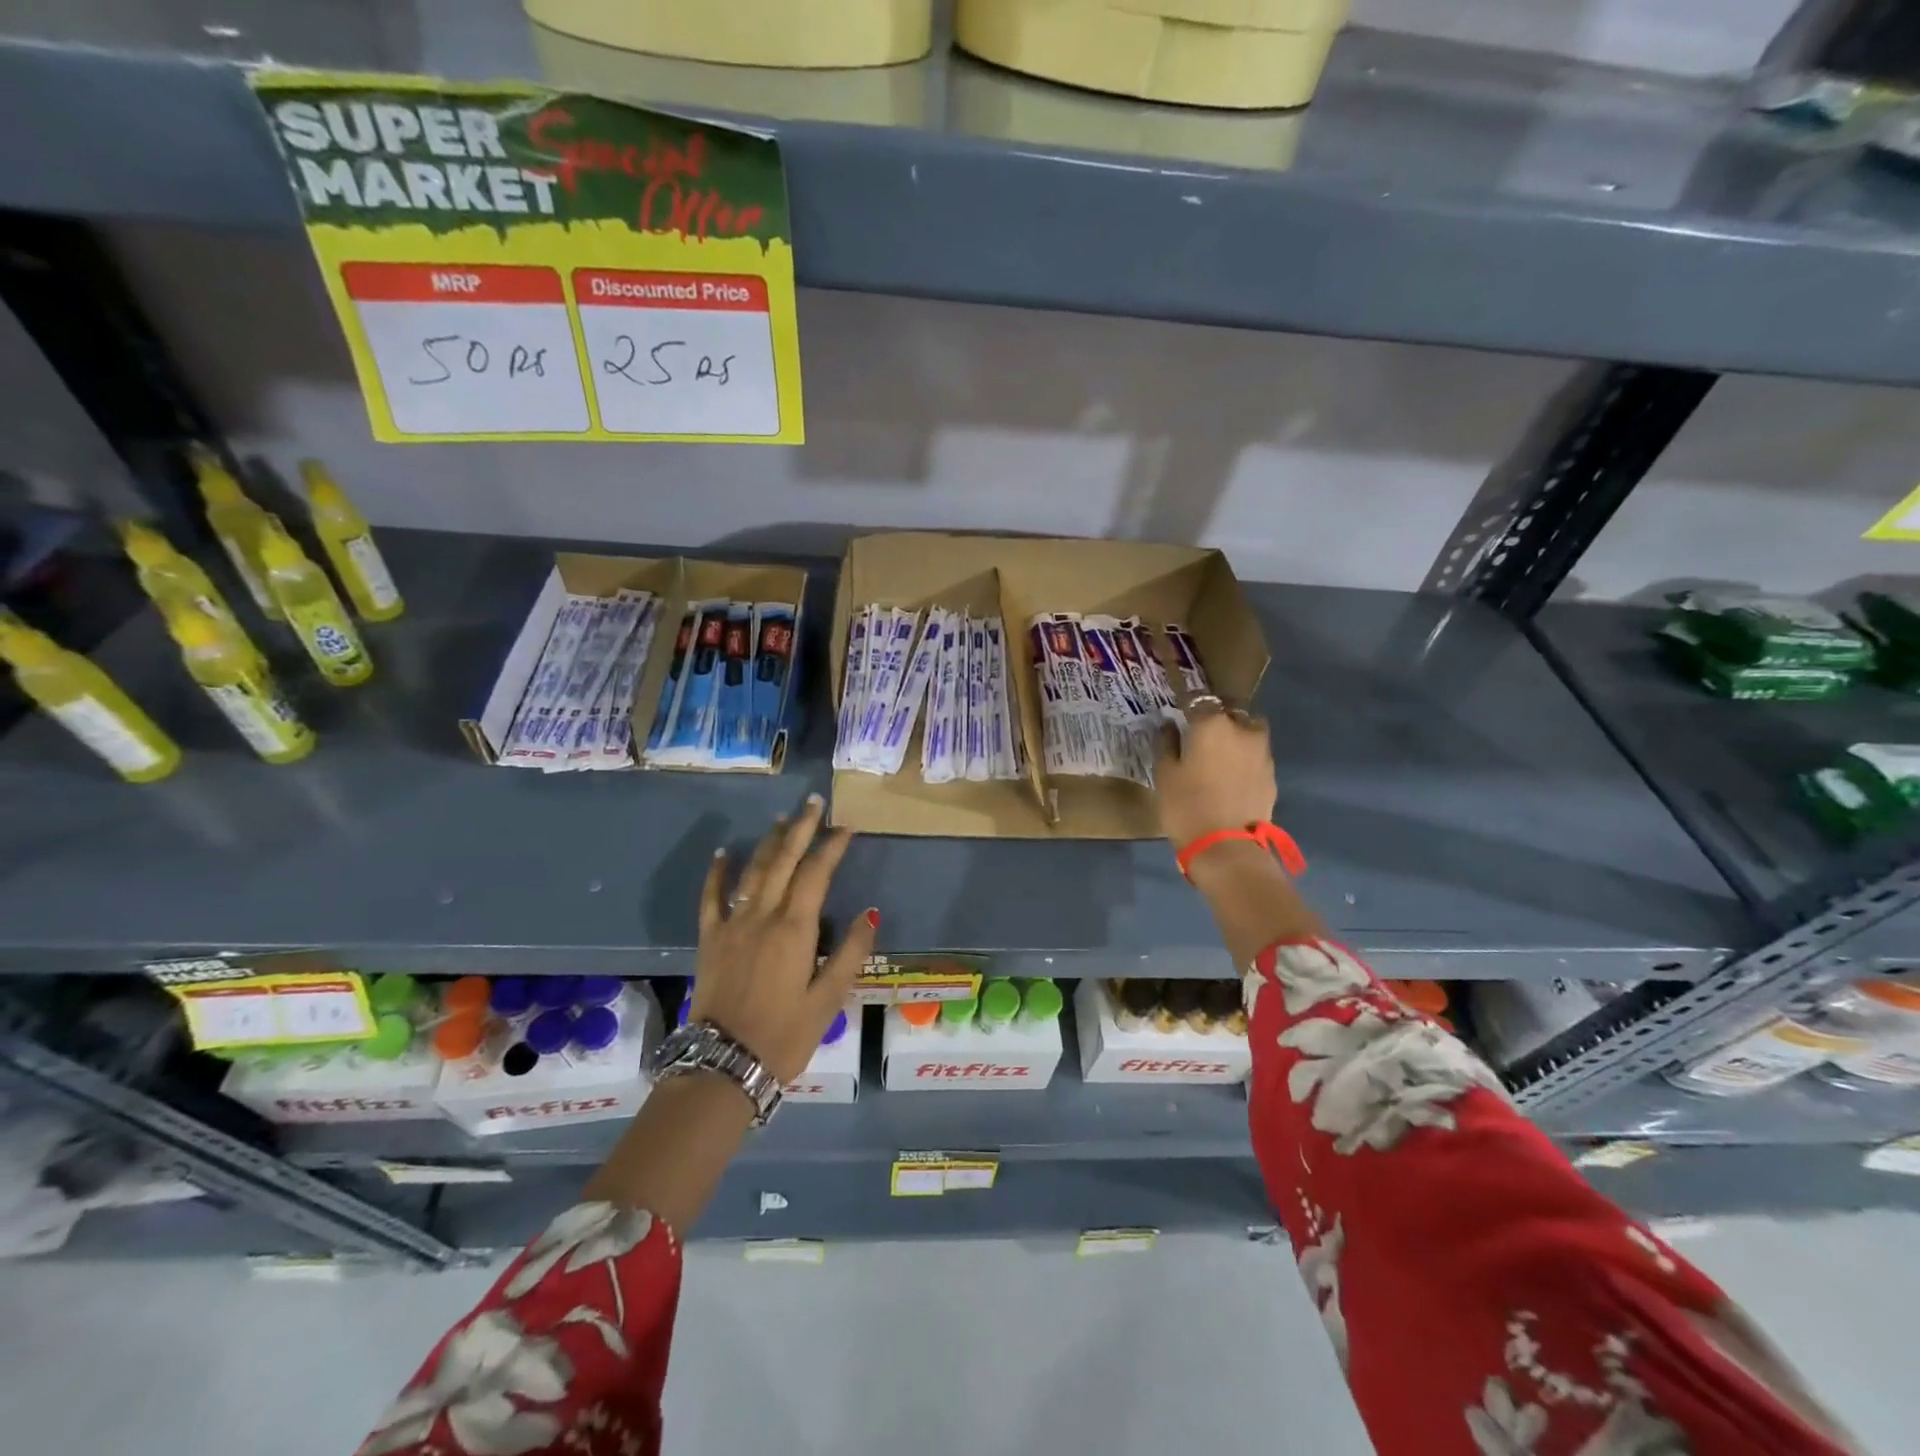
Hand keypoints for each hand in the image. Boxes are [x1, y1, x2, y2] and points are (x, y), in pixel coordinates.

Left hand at [690, 794, 876, 1082]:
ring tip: (782, 819)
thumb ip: (850, 953)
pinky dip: (717, 873)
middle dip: (801, 829)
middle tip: (814, 803)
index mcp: (795, 929)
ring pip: (752, 871)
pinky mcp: (710, 938)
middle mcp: (763, 915)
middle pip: (783, 860)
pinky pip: (712, 897)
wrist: (723, 1064)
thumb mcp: (828, 1000)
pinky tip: (722, 853)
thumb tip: (869, 912)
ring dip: (768, 842)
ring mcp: (732, 924)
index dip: (832, 846)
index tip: (847, 827)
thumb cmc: (784, 1035)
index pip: (816, 873)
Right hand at [1153, 698, 1276, 848]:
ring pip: (1249, 730)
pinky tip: (1231, 774)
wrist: (1226, 847)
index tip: (1178, 710)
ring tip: (1220, 753)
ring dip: (1236, 734)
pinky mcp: (1271, 774)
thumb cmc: (1186, 806)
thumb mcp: (1165, 774)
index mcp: (1212, 723)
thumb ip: (1167, 743)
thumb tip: (1169, 725)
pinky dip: (1245, 757)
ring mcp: (1262, 751)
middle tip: (1200, 732)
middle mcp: (1242, 728)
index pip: (1198, 699)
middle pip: (1231, 710)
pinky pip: (1256, 754)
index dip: (1187, 703)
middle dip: (1217, 715)